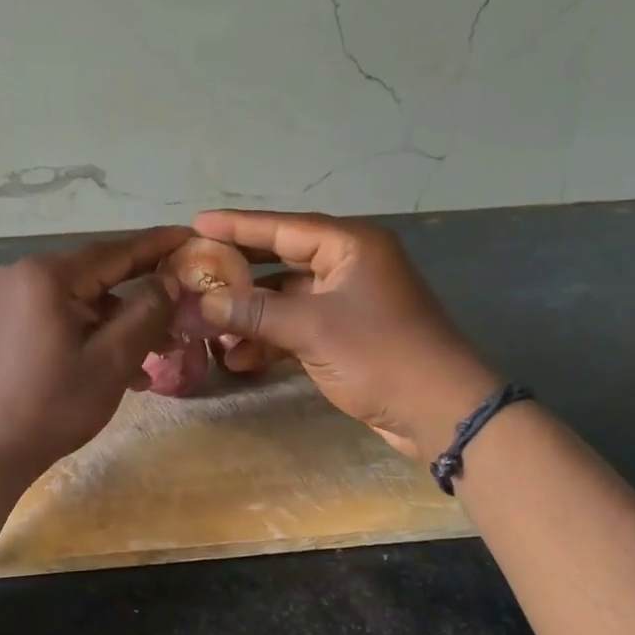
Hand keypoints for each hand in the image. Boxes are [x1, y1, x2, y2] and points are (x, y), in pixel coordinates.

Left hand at [0, 226, 190, 477]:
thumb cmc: (51, 405)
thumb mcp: (112, 360)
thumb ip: (147, 314)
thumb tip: (169, 282)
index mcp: (48, 275)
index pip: (116, 250)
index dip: (158, 244)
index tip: (193, 237)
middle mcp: (25, 275)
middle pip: (98, 275)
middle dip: (143, 294)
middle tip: (185, 303)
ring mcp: (12, 299)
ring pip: (83, 300)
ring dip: (121, 323)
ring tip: (160, 353)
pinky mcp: (8, 323)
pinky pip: (63, 316)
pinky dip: (93, 334)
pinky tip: (122, 368)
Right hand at [190, 211, 499, 459]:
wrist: (441, 412)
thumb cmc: (379, 354)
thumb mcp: (311, 329)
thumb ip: (254, 312)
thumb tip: (201, 304)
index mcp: (349, 246)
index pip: (282, 227)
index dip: (237, 226)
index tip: (196, 222)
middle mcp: (349, 265)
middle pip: (281, 259)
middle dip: (238, 273)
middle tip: (194, 271)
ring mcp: (348, 302)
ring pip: (286, 297)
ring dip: (250, 314)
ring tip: (207, 328)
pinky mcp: (346, 335)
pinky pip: (298, 326)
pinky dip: (271, 339)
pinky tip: (238, 358)